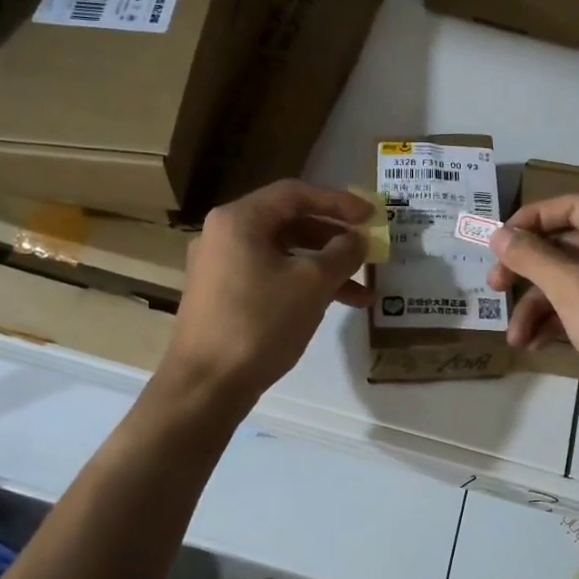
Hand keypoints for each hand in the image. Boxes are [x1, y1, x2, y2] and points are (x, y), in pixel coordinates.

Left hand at [160, 180, 370, 407]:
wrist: (206, 385)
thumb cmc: (260, 323)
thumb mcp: (312, 284)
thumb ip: (342, 254)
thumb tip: (358, 239)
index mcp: (240, 220)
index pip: (295, 193)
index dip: (338, 201)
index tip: (371, 215)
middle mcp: (225, 234)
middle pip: (289, 222)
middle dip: (334, 238)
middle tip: (367, 250)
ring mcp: (221, 266)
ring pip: (283, 254)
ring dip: (324, 268)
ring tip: (363, 292)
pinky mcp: (224, 295)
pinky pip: (270, 276)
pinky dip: (301, 285)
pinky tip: (332, 305)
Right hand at [489, 195, 578, 450]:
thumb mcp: (575, 292)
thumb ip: (533, 257)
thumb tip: (497, 234)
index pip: (575, 207)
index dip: (533, 218)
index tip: (498, 241)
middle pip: (568, 246)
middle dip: (528, 269)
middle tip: (494, 286)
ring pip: (570, 283)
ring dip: (536, 306)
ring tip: (514, 336)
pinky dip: (554, 323)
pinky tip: (533, 345)